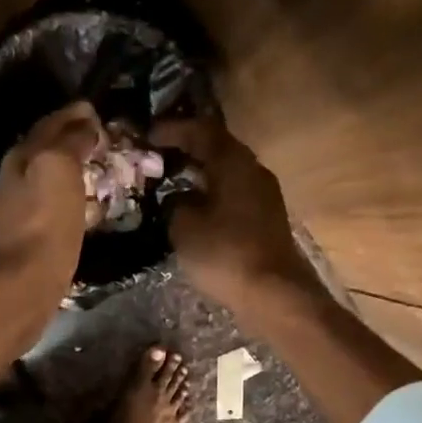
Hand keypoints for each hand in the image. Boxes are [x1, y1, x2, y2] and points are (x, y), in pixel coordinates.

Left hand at [0, 101, 105, 298]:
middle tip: (103, 141)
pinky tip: (83, 208)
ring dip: (72, 172)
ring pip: (49, 180)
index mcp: (22, 156)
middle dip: (73, 141)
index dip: (75, 115)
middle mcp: (16, 179)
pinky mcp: (29, 242)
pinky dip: (70, 200)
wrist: (23, 285)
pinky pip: (53, 209)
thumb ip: (71, 141)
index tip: (99, 113)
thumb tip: (85, 125)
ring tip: (98, 171)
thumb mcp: (59, 168)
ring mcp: (20, 212)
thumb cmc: (44, 224)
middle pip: (47, 151)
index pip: (51, 123)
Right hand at [151, 116, 320, 320]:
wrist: (273, 292)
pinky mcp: (266, 220)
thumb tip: (177, 199)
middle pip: (217, 150)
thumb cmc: (225, 254)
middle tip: (159, 159)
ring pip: (226, 174)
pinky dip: (212, 196)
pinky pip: (234, 196)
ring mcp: (264, 195)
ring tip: (173, 185)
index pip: (201, 130)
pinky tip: (196, 211)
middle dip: (187, 151)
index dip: (173, 130)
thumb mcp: (185, 228)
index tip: (148, 135)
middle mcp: (252, 170)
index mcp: (233, 162)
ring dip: (200, 176)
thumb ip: (175, 205)